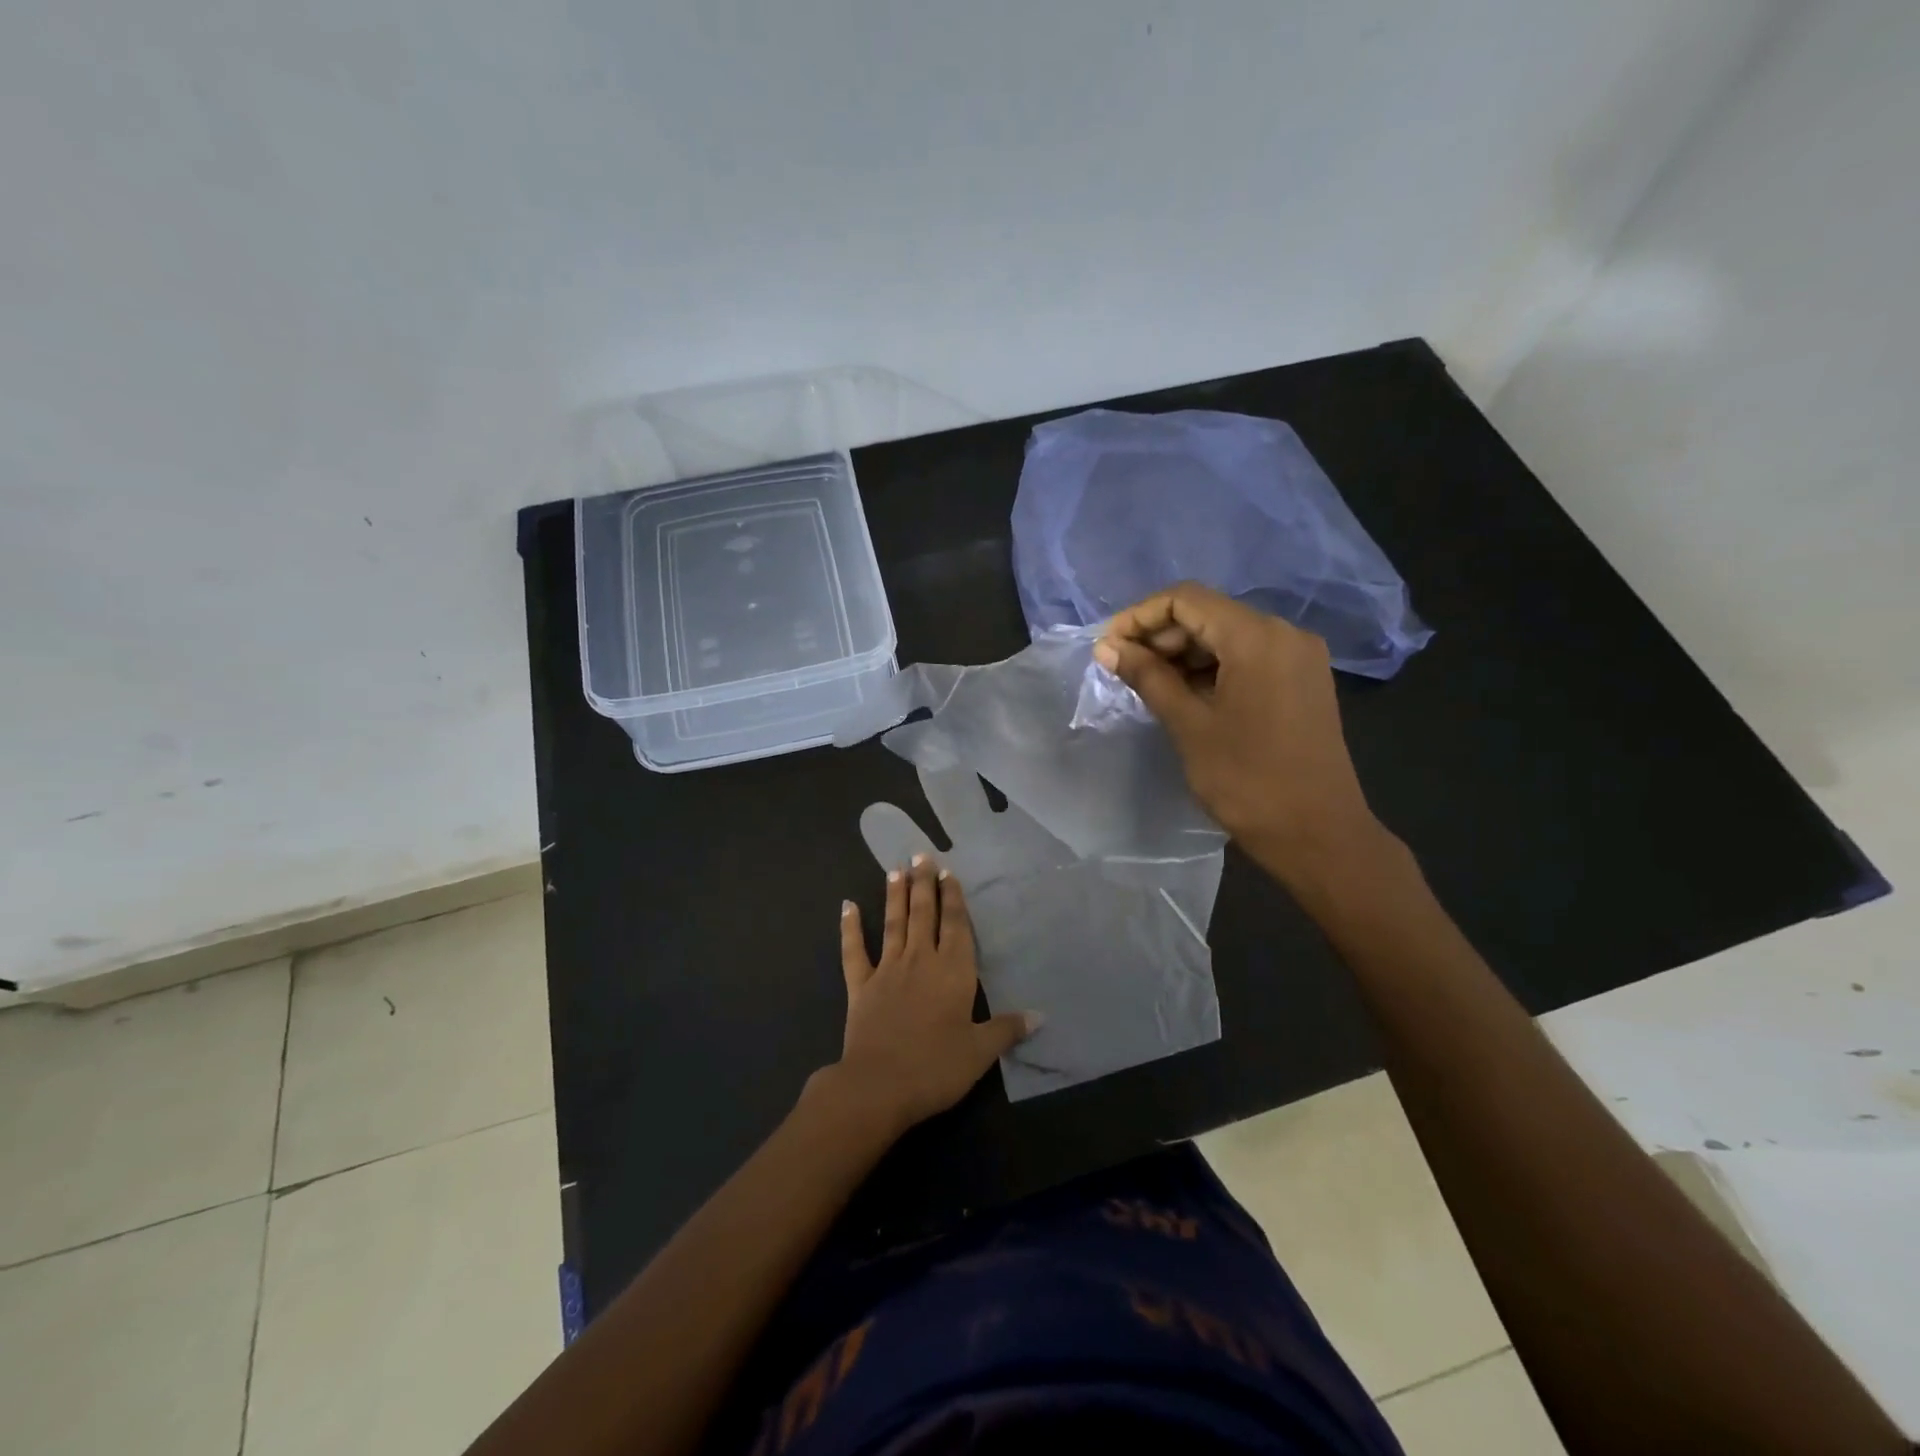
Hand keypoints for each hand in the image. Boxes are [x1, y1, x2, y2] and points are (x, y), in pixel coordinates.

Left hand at [831, 855, 1037, 1133]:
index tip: (948, 872)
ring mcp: (887, 970)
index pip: (955, 925)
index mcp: (952, 972)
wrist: (879, 1086)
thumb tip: (1040, 1015)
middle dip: (923, 884)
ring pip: (893, 924)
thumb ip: (1007, 1029)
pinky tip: (847, 905)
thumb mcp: (980, 1052)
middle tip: (920, 855)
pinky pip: (854, 951)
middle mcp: (920, 961)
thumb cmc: (936, 1067)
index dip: (953, 897)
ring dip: (895, 896)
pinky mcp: (860, 987)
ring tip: (895, 870)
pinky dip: (850, 927)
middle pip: (923, 914)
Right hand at [1095, 582, 1392, 892]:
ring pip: (1228, 635)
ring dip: (1184, 653)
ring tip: (1147, 684)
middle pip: (1209, 613)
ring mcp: (1299, 656)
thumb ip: (1147, 677)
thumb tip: (1107, 647)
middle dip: (1160, 635)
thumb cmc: (1247, 780)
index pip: (1186, 599)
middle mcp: (1284, 633)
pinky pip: (1249, 657)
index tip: (1107, 647)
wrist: (1318, 834)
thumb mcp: (1189, 725)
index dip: (1139, 617)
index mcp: (1257, 637)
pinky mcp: (1303, 680)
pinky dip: (1212, 667)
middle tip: (1122, 668)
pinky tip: (1185, 694)